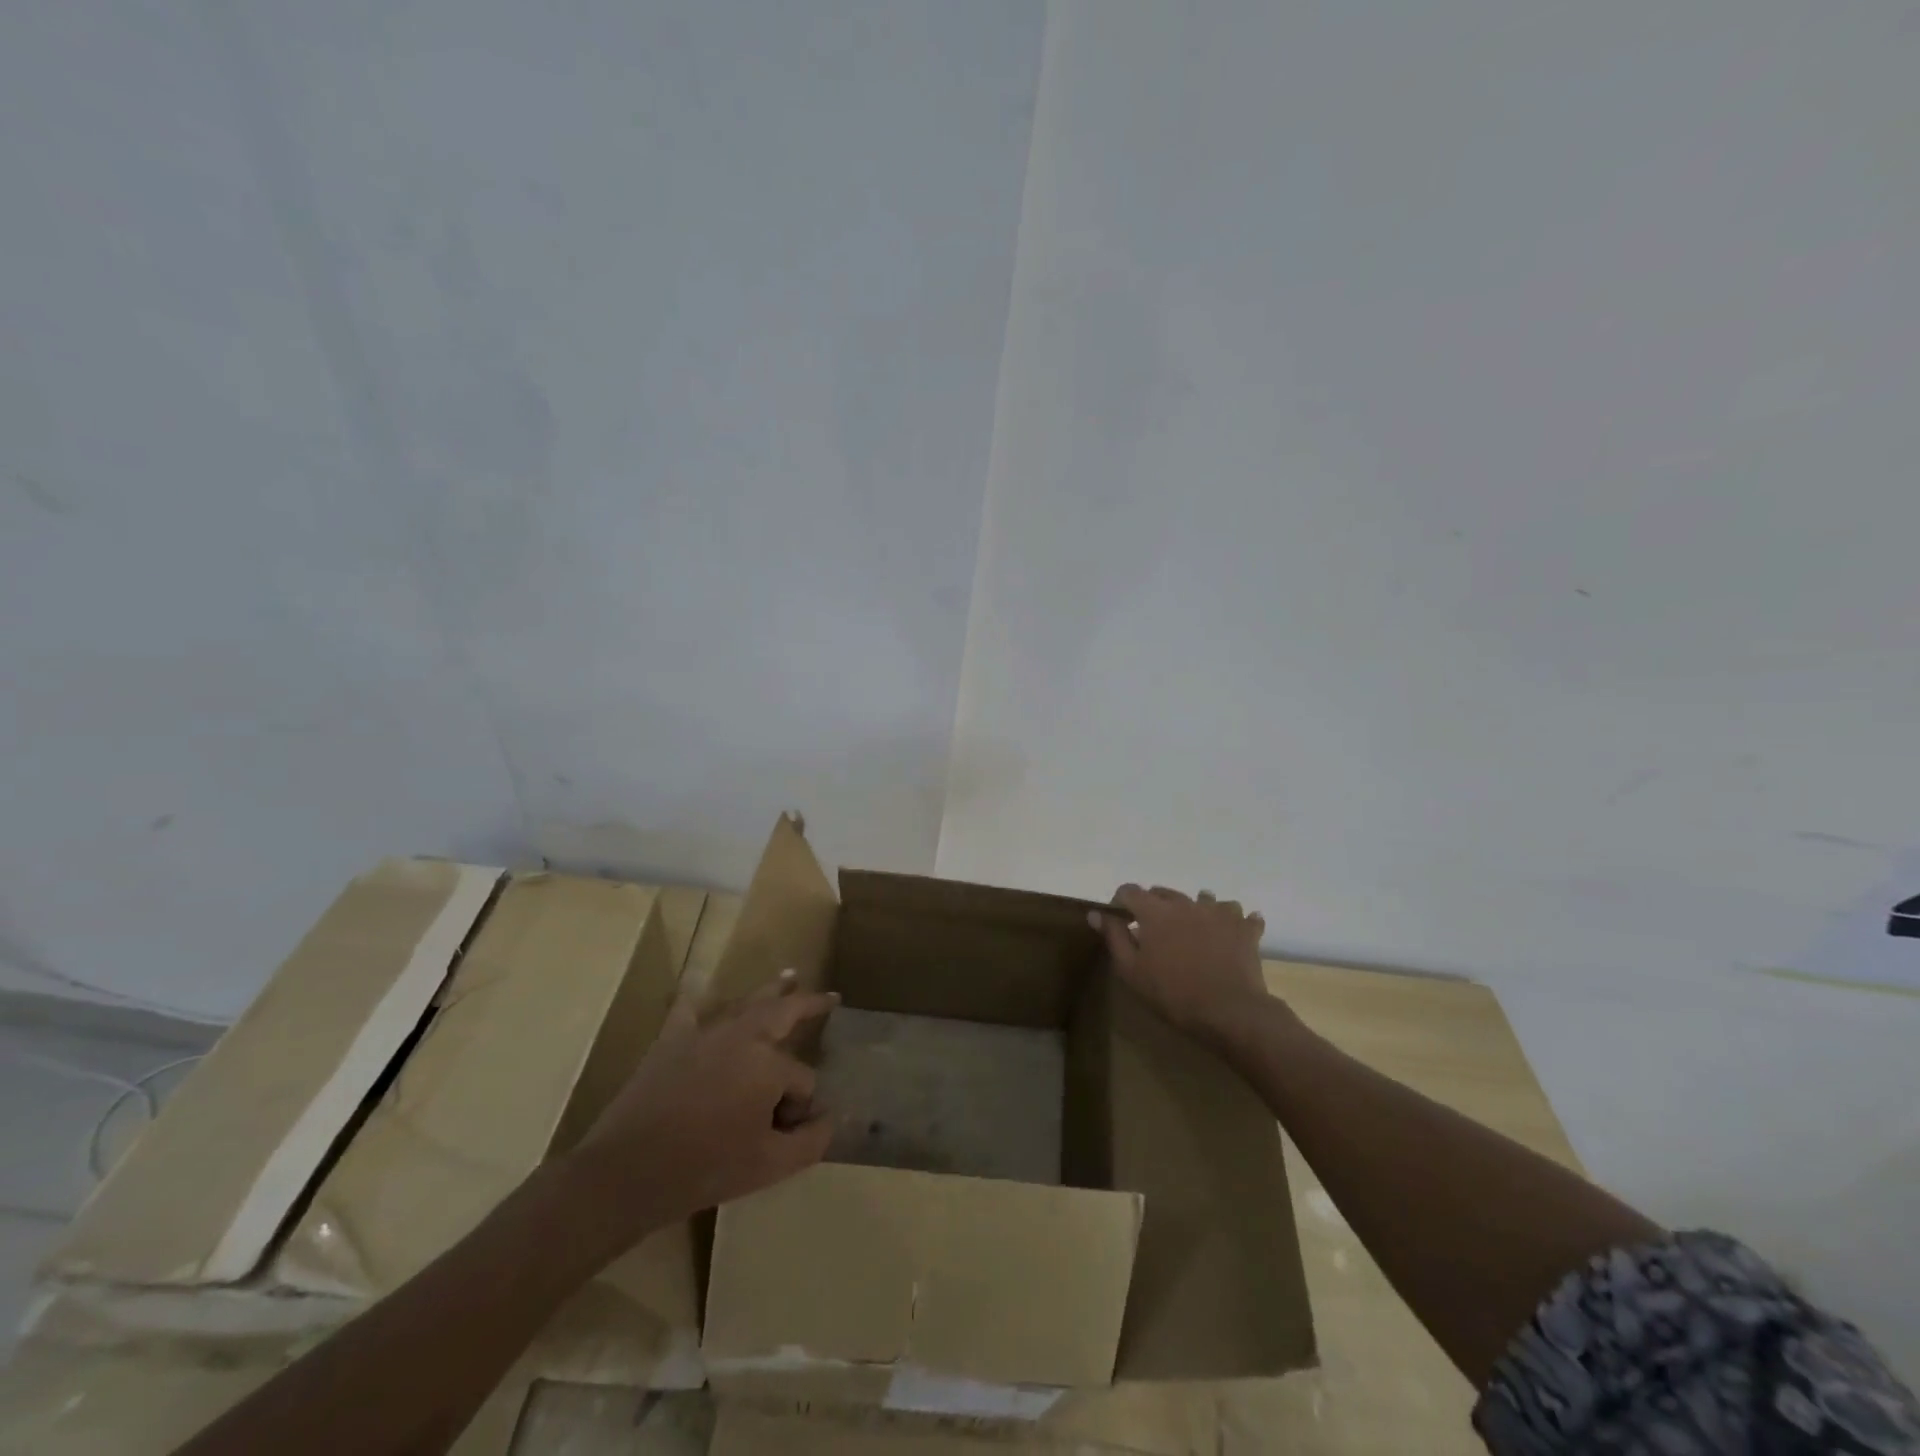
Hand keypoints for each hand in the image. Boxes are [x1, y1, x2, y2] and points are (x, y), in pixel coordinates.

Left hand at [563, 973, 837, 1240]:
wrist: (627, 1172)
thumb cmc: (706, 1167)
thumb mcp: (770, 1166)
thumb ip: (811, 1141)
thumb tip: (829, 1118)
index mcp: (769, 1064)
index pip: (802, 1079)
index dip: (800, 1107)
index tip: (786, 1133)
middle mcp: (743, 1036)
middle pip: (784, 1012)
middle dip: (809, 1004)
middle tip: (829, 997)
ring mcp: (704, 1033)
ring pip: (745, 1003)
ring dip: (770, 990)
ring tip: (789, 975)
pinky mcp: (671, 1041)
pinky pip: (688, 1010)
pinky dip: (697, 999)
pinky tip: (700, 989)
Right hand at [1091, 886, 1276, 1045]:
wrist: (1229, 1011)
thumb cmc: (1173, 993)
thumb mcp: (1131, 970)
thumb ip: (1114, 936)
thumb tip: (1096, 913)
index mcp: (1155, 911)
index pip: (1130, 891)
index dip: (1120, 903)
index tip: (1120, 922)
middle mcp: (1186, 902)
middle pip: (1164, 892)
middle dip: (1154, 906)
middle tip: (1155, 934)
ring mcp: (1219, 911)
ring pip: (1203, 898)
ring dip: (1194, 909)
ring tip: (1194, 931)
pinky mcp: (1244, 927)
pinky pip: (1238, 913)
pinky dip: (1232, 920)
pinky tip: (1230, 934)